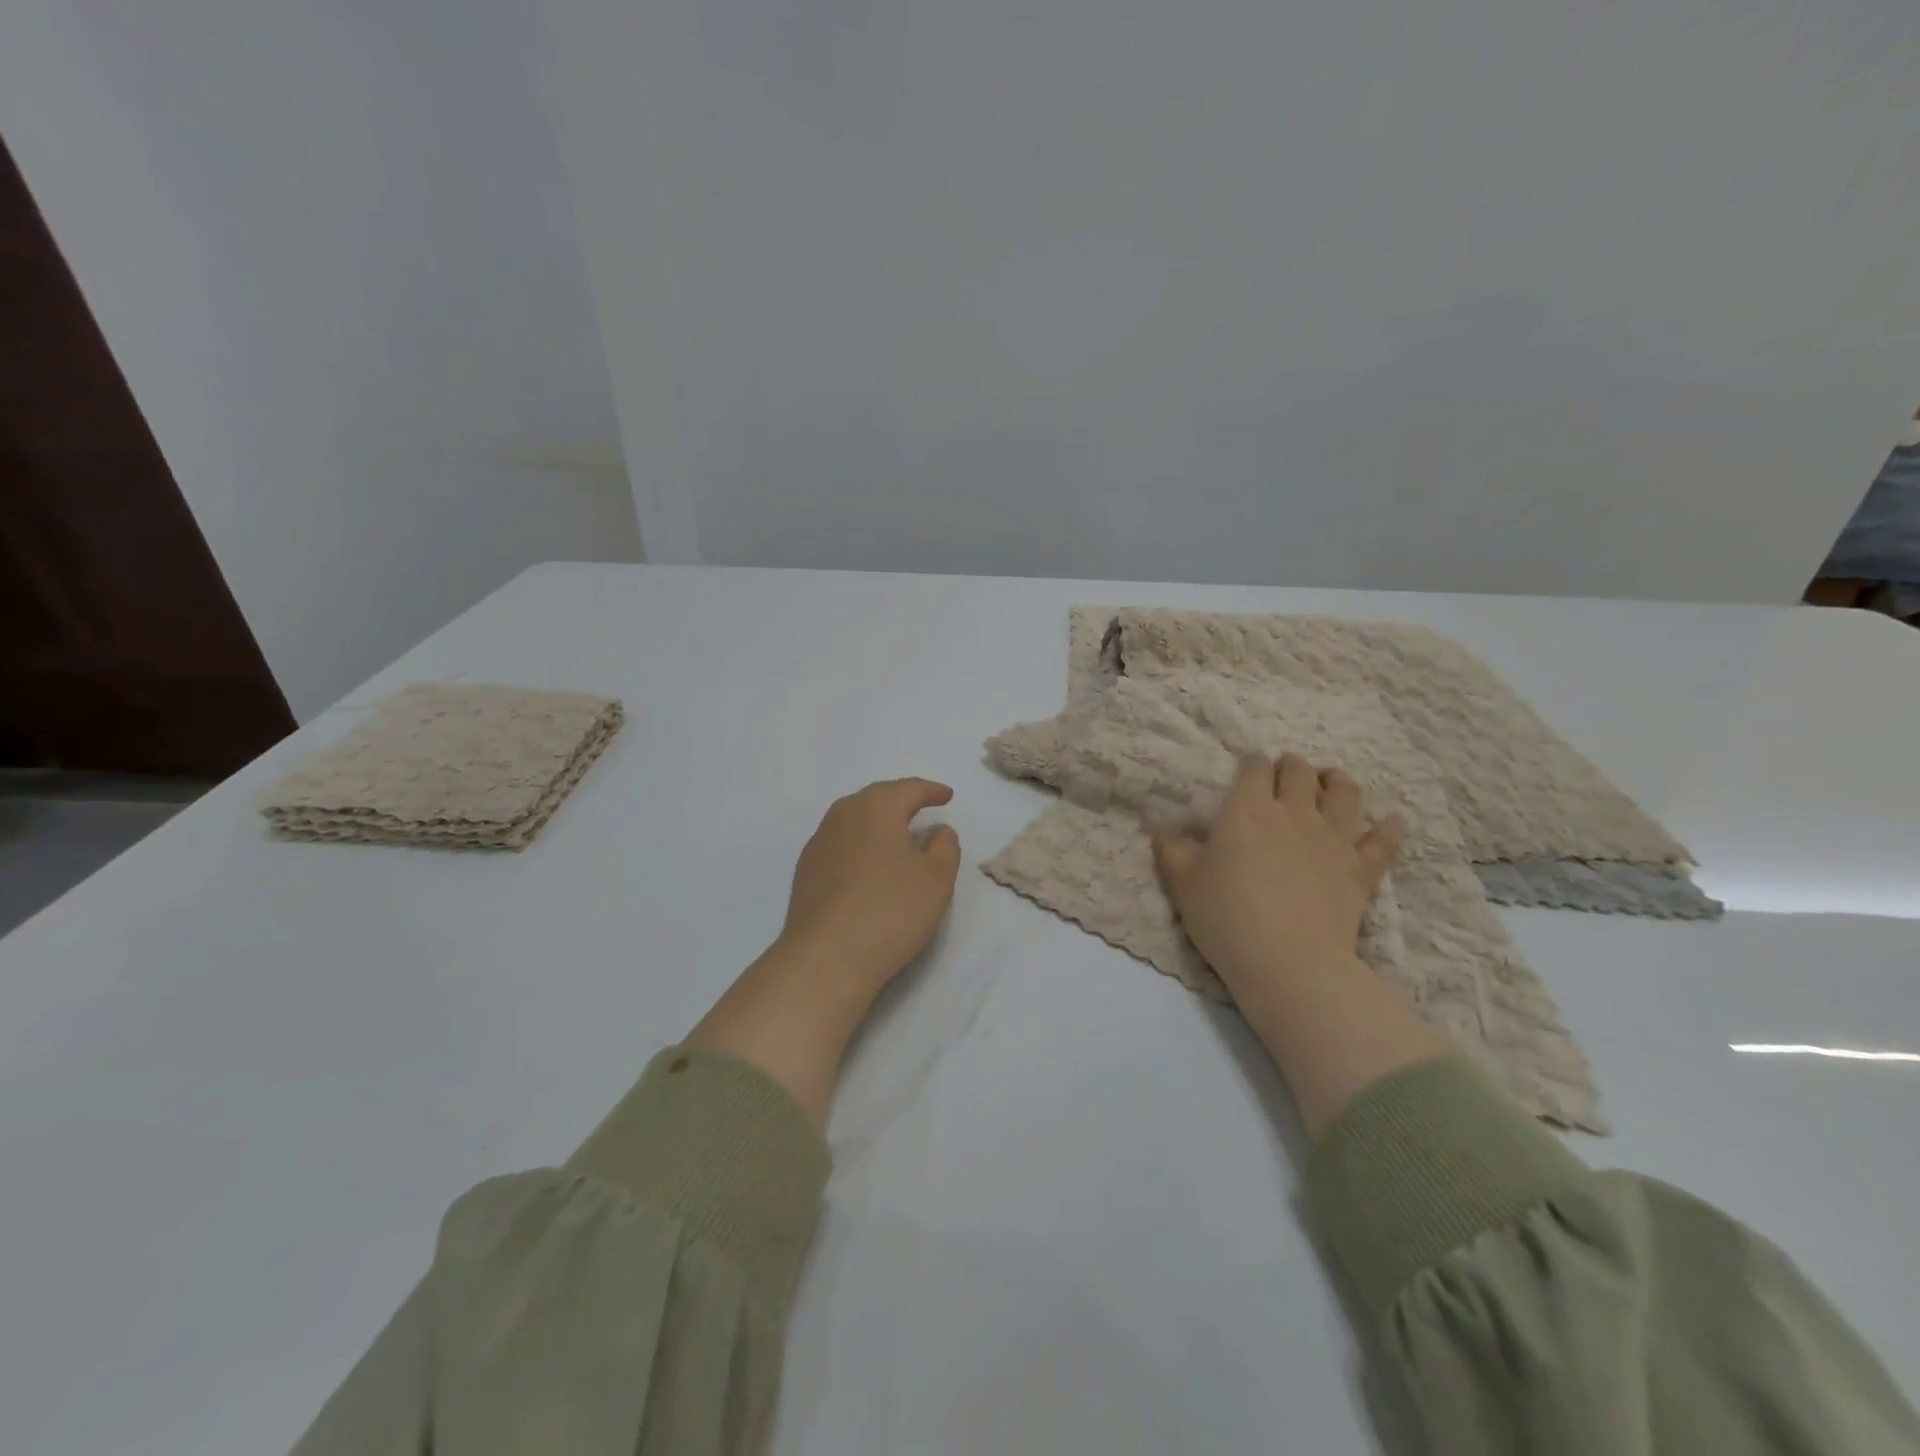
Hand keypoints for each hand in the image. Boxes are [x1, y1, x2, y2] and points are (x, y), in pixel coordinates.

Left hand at [685, 778, 960, 1127]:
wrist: (825, 958)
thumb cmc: (889, 910)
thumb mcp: (936, 878)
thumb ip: (944, 847)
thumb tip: (937, 831)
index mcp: (875, 807)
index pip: (908, 789)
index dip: (931, 791)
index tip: (946, 796)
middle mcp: (842, 816)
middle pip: (876, 799)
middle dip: (900, 801)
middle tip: (922, 808)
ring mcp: (819, 844)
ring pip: (854, 821)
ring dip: (878, 824)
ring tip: (898, 837)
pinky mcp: (806, 873)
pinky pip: (841, 845)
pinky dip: (860, 846)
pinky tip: (869, 866)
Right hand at [1153, 754, 1402, 993]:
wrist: (1288, 963)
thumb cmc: (1226, 918)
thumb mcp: (1182, 883)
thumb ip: (1170, 848)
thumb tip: (1158, 825)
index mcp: (1248, 810)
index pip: (1254, 766)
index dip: (1250, 764)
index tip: (1245, 774)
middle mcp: (1294, 812)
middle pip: (1299, 770)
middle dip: (1290, 767)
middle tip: (1282, 780)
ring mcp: (1334, 838)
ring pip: (1346, 792)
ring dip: (1337, 783)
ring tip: (1329, 787)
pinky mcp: (1362, 868)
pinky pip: (1384, 839)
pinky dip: (1387, 828)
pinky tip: (1388, 823)